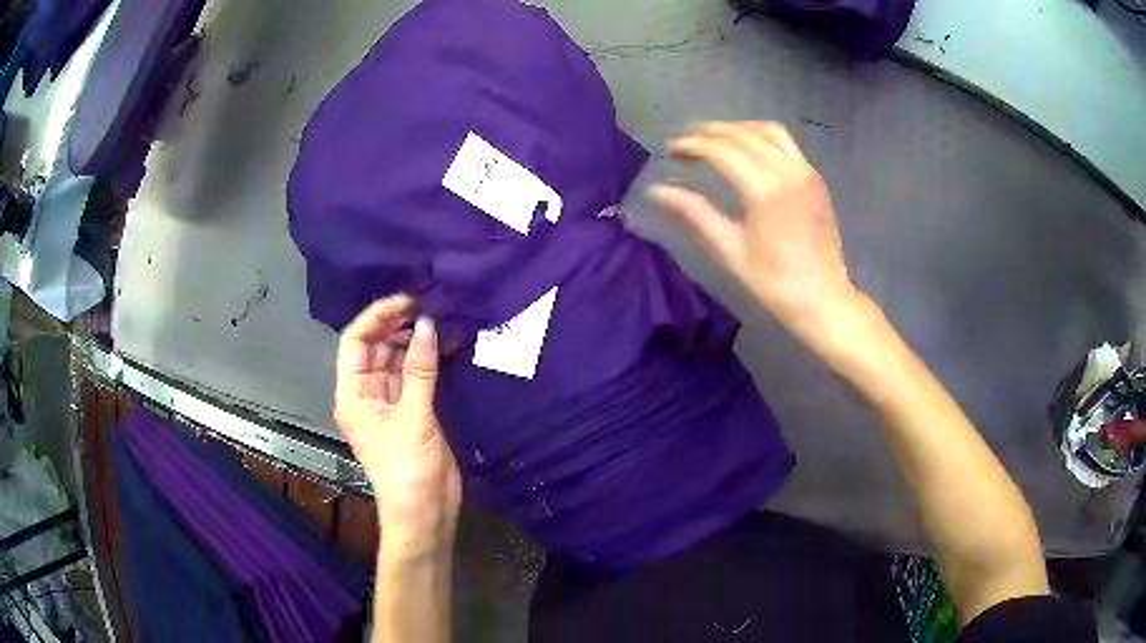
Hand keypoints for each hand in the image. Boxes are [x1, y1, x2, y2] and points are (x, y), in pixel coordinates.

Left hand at [335, 295, 460, 544]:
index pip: (356, 342)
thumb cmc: (407, 468)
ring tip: (439, 317)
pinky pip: (413, 376)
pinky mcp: (410, 411)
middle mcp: (366, 393)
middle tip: (428, 303)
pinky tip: (443, 343)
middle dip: (397, 324)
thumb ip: (419, 369)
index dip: (377, 316)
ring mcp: (388, 402)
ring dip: (413, 340)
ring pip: (396, 359)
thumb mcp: (413, 417)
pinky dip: (426, 359)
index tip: (408, 300)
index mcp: (352, 394)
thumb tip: (428, 324)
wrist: (425, 511)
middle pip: (375, 347)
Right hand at [647, 122, 859, 345]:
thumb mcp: (729, 250)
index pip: (721, 150)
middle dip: (707, 133)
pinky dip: (759, 136)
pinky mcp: (814, 177)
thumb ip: (694, 213)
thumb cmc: (774, 282)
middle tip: (681, 144)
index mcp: (766, 190)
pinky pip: (784, 142)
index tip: (668, 151)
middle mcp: (787, 170)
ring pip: (765, 131)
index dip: (691, 145)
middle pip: (741, 135)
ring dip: (734, 129)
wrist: (823, 298)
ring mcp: (805, 171)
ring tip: (711, 140)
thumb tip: (656, 191)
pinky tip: (745, 149)